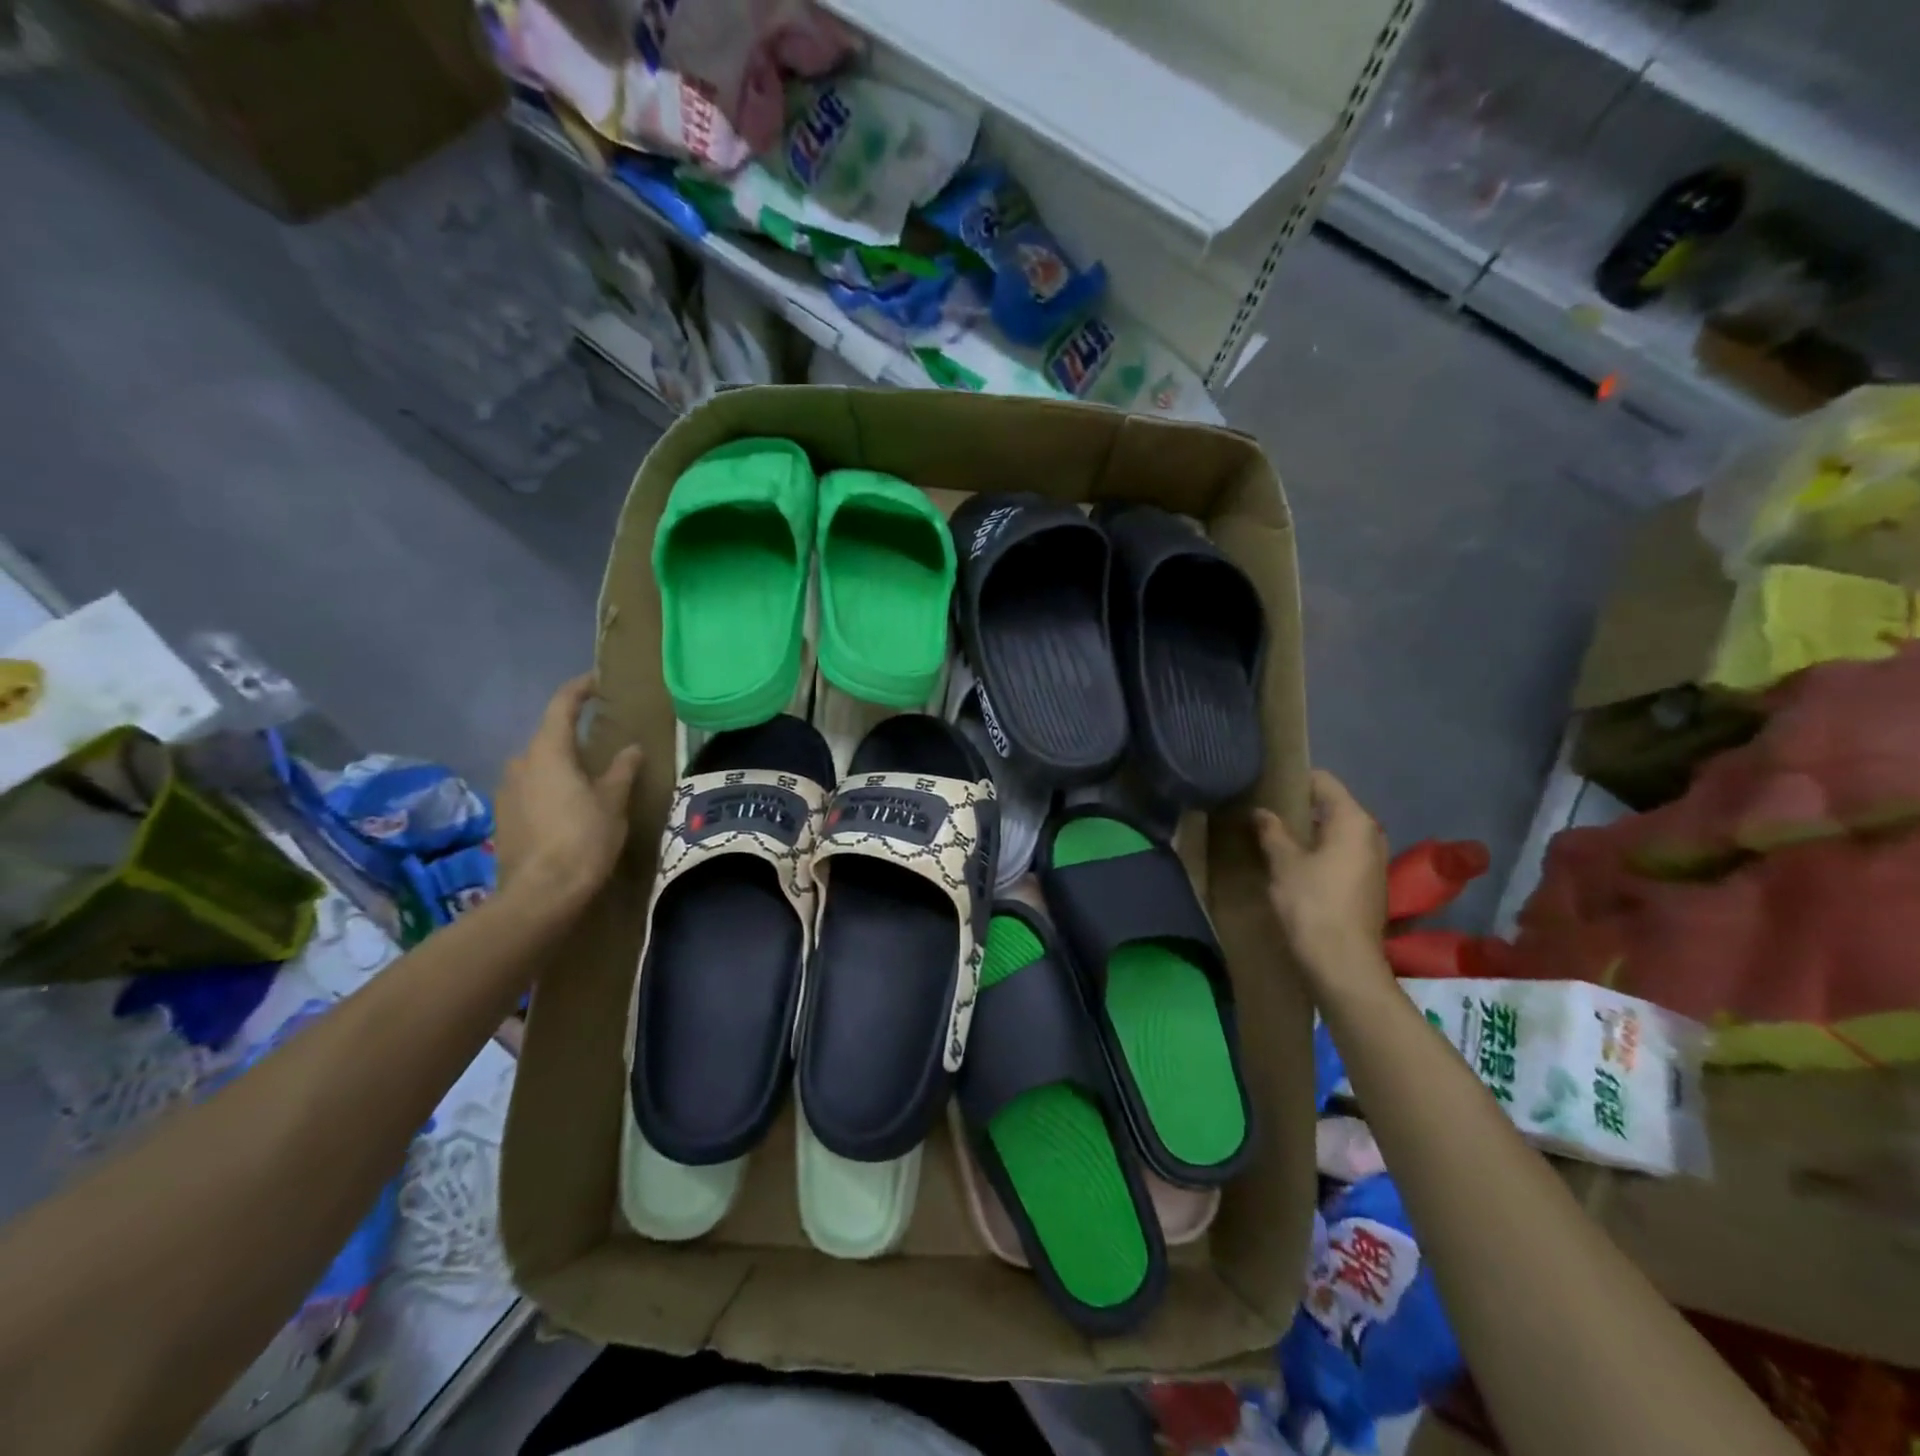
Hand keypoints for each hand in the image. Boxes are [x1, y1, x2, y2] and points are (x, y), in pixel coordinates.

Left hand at [494, 675, 642, 914]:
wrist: (541, 893)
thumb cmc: (583, 839)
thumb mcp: (612, 802)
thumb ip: (621, 770)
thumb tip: (632, 748)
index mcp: (548, 752)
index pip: (561, 706)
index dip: (579, 689)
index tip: (598, 681)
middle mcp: (521, 763)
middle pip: (549, 736)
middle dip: (574, 734)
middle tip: (603, 738)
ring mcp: (507, 790)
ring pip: (539, 764)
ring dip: (562, 763)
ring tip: (590, 775)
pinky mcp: (504, 816)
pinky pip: (531, 787)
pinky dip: (551, 786)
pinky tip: (571, 804)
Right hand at [1253, 769, 1388, 975]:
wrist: (1342, 964)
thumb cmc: (1312, 903)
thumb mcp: (1283, 862)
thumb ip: (1272, 831)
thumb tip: (1261, 812)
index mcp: (1353, 820)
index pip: (1323, 781)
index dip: (1293, 779)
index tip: (1264, 784)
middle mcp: (1370, 834)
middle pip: (1331, 806)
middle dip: (1299, 807)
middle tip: (1263, 810)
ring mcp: (1372, 862)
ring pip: (1335, 833)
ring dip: (1307, 832)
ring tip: (1272, 835)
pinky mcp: (1367, 886)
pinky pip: (1340, 855)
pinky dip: (1317, 853)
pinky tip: (1291, 864)